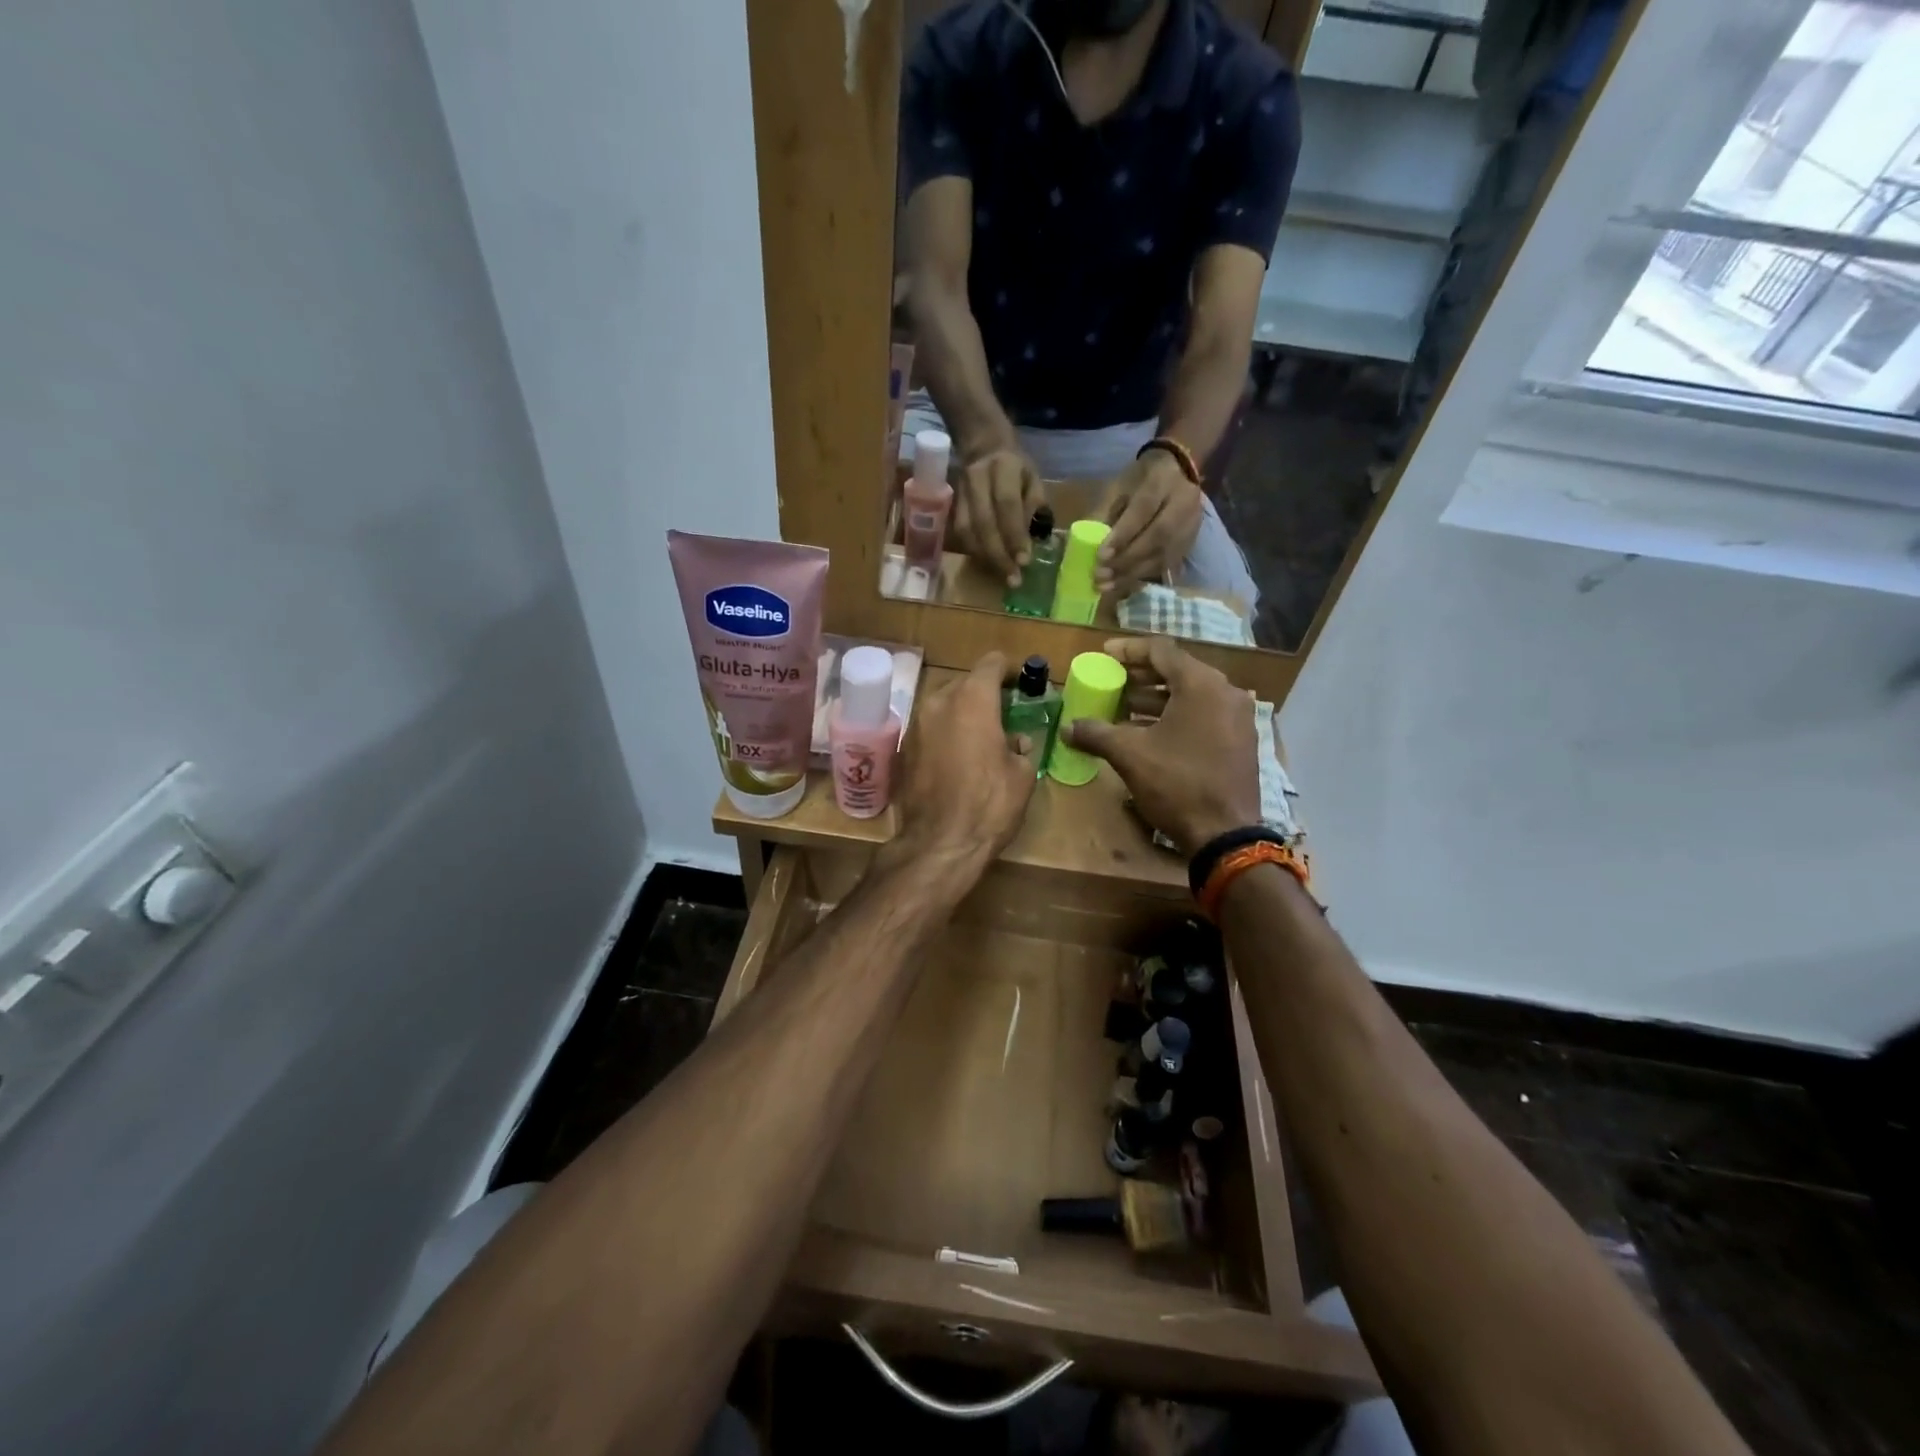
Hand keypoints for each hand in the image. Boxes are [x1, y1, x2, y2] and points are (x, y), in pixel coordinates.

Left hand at [891, 652, 1039, 873]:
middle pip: (964, 682)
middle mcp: (938, 702)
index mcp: (972, 699)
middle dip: (984, 694)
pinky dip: (944, 735)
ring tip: (980, 738)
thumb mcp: (1021, 774)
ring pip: (943, 706)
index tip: (1020, 683)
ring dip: (962, 714)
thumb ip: (1020, 747)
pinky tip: (957, 759)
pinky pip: (929, 730)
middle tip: (1003, 714)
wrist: (939, 844)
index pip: (991, 663)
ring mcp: (915, 725)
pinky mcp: (902, 750)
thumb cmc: (989, 804)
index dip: (1008, 670)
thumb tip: (1016, 742)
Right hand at [952, 447, 1043, 586]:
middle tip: (1013, 579)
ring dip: (985, 557)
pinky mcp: (951, 505)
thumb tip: (1033, 541)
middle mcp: (977, 478)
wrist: (981, 445)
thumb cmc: (1014, 467)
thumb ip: (1034, 506)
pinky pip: (960, 533)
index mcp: (1004, 467)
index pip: (1007, 504)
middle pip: (983, 522)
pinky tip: (988, 564)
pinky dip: (974, 552)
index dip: (1014, 534)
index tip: (1024, 561)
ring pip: (967, 531)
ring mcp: (960, 492)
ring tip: (1002, 576)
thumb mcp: (1032, 478)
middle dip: (999, 554)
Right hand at [1059, 636, 1259, 855]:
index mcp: (1201, 684)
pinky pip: (1203, 715)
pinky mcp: (1240, 741)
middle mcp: (1225, 692)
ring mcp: (1237, 718)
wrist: (1225, 834)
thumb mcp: (1130, 755)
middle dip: (1141, 676)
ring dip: (1156, 699)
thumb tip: (1068, 728)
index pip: (1160, 650)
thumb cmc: (1176, 783)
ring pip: (1190, 695)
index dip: (1128, 650)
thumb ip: (1097, 734)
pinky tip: (1149, 733)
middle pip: (1177, 671)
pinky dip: (1175, 716)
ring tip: (1123, 709)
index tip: (1104, 655)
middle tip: (1112, 681)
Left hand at [1096, 450, 1205, 597]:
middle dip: (1126, 559)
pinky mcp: (1189, 543)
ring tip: (1107, 585)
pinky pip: (1166, 564)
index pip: (1143, 511)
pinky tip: (1122, 583)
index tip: (1101, 555)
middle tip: (1100, 575)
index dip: (1122, 536)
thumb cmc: (1139, 481)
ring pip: (1163, 555)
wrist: (1176, 472)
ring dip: (1132, 573)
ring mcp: (1190, 526)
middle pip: (1158, 537)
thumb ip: (1103, 514)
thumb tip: (1086, 546)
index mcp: (1161, 482)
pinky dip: (1142, 575)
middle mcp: (1183, 504)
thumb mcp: (1117, 488)